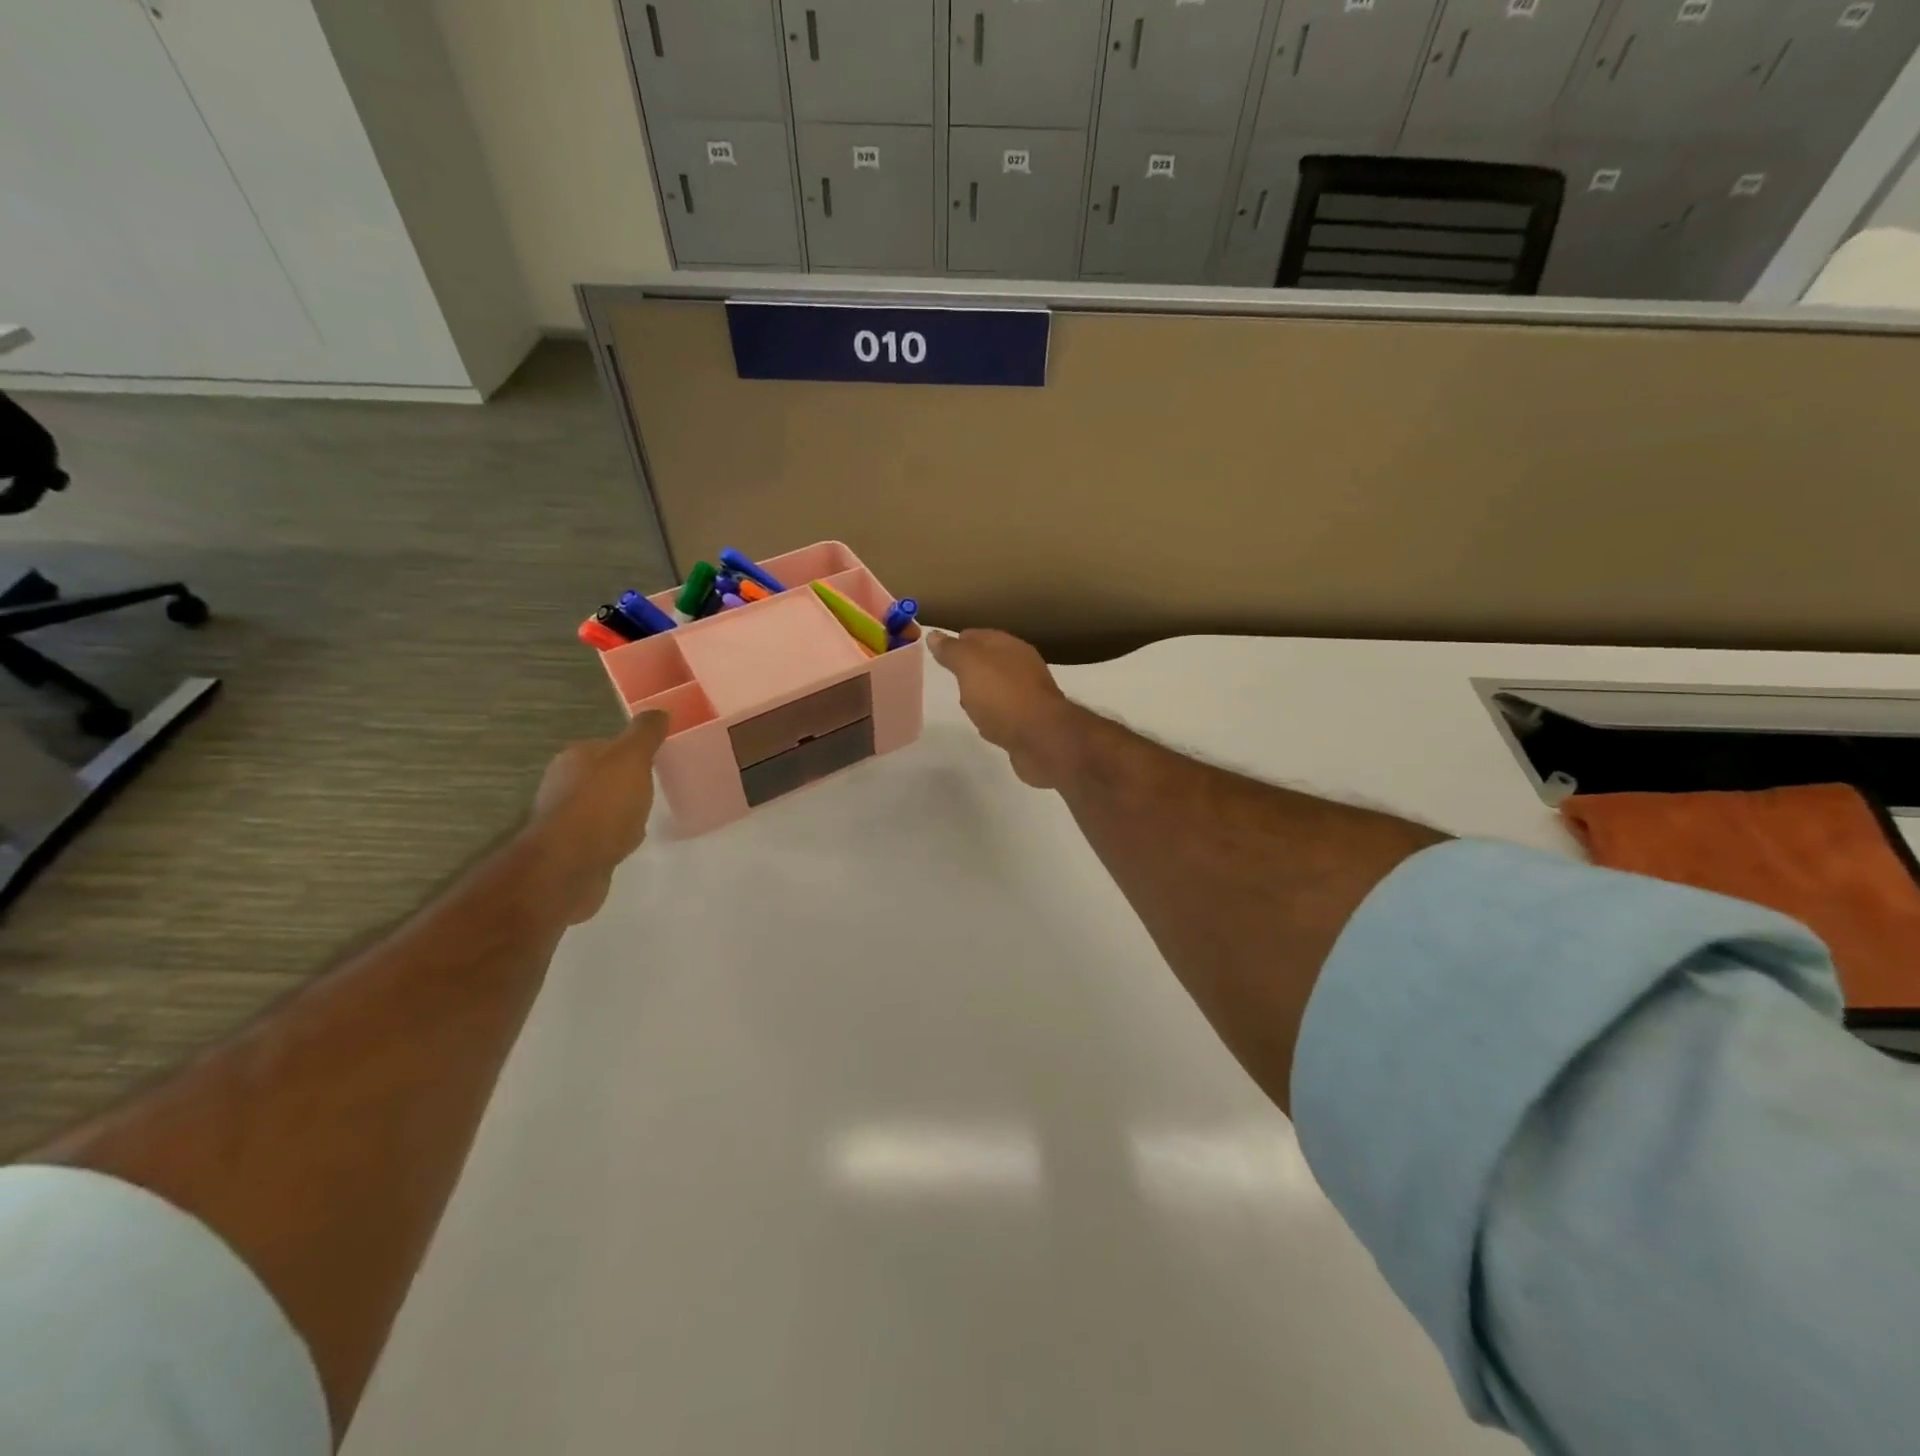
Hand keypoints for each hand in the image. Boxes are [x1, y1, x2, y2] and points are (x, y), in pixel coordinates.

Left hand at [530, 709, 668, 922]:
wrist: (569, 867)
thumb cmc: (602, 805)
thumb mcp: (631, 759)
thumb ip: (645, 734)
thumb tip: (659, 710)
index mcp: (575, 757)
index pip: (609, 746)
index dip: (634, 752)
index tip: (658, 762)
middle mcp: (563, 783)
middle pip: (604, 776)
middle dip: (628, 783)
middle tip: (656, 789)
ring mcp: (564, 818)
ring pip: (602, 806)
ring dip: (621, 811)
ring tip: (645, 817)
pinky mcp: (570, 849)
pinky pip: (600, 835)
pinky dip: (615, 836)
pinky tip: (628, 842)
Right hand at [927, 629, 1078, 788]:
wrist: (1042, 738)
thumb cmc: (1002, 695)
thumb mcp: (970, 666)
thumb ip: (952, 651)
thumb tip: (934, 634)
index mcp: (1010, 647)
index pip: (979, 636)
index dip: (958, 641)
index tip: (939, 652)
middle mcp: (1023, 667)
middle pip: (991, 662)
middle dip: (971, 667)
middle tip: (950, 676)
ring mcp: (1030, 695)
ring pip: (999, 688)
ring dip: (983, 693)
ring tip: (964, 702)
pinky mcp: (1032, 722)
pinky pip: (1005, 713)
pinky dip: (993, 715)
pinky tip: (984, 724)